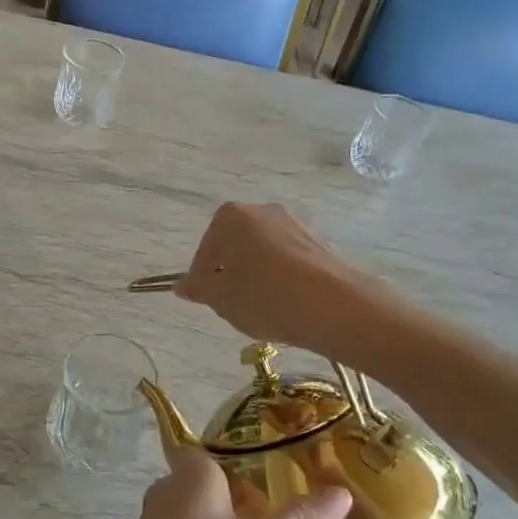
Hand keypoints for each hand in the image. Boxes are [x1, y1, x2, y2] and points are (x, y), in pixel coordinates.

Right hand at [173, 203, 359, 351]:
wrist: (335, 306)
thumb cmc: (265, 297)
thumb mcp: (221, 299)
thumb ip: (198, 288)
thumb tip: (182, 285)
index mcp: (230, 217)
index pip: (205, 252)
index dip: (203, 280)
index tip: (209, 302)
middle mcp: (262, 210)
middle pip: (234, 247)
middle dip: (230, 274)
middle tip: (233, 305)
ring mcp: (293, 223)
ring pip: (261, 253)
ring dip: (256, 276)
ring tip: (262, 308)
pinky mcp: (317, 241)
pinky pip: (287, 259)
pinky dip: (280, 277)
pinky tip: (286, 303)